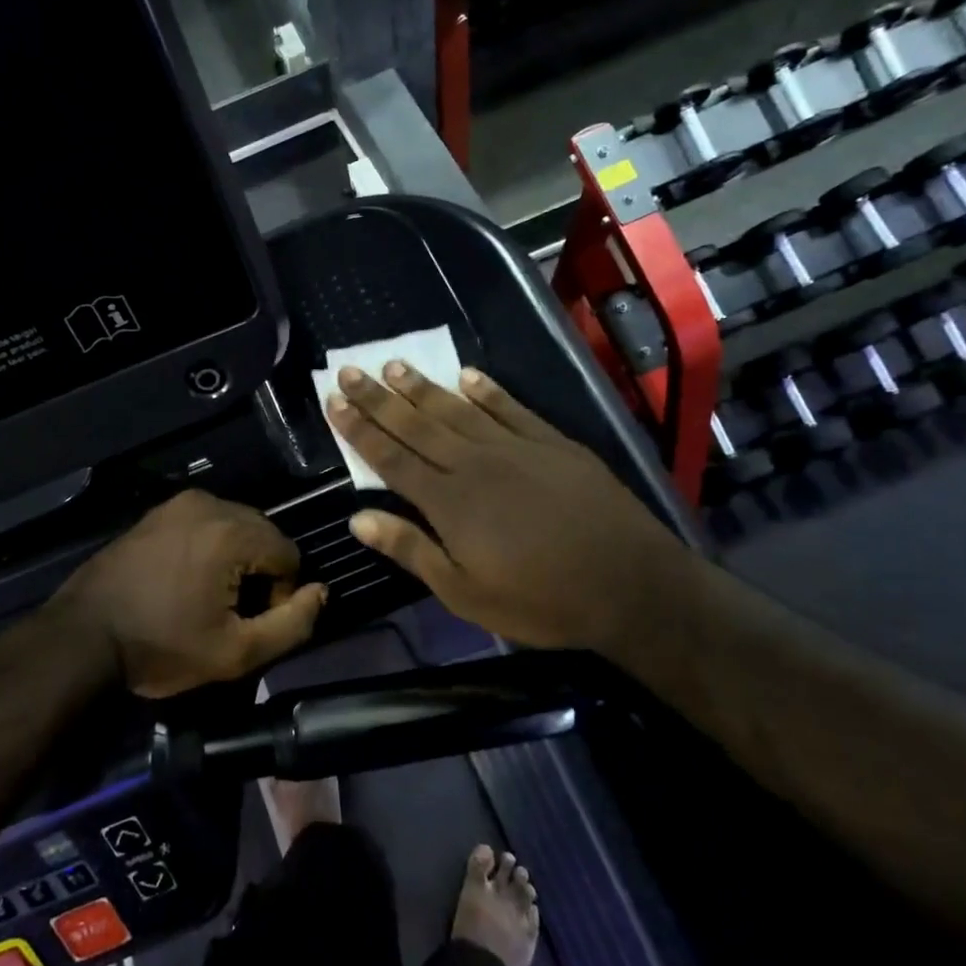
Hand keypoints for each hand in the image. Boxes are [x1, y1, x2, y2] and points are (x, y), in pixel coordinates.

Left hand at [54, 491, 327, 697]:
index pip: (289, 555)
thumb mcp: (235, 653)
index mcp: (231, 531)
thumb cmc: (160, 647)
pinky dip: (210, 547)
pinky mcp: (158, 511)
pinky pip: (206, 523)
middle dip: (260, 573)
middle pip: (265, 535)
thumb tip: (320, 593)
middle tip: (230, 613)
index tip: (248, 623)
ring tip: (208, 597)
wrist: (82, 636)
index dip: (280, 595)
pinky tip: (187, 579)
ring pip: (237, 527)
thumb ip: (292, 625)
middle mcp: (210, 503)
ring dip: (237, 559)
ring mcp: (179, 503)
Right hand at [326, 364, 691, 650]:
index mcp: (449, 502)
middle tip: (350, 370)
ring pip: (458, 410)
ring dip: (423, 387)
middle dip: (379, 398)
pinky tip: (467, 375)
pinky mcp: (552, 443)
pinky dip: (487, 390)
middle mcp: (475, 464)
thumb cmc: (541, 600)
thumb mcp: (466, 593)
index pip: (392, 458)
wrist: (630, 584)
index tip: (334, 402)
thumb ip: (412, 550)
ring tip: (394, 365)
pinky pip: (511, 408)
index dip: (360, 430)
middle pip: (417, 425)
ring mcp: (516, 448)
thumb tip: (358, 518)